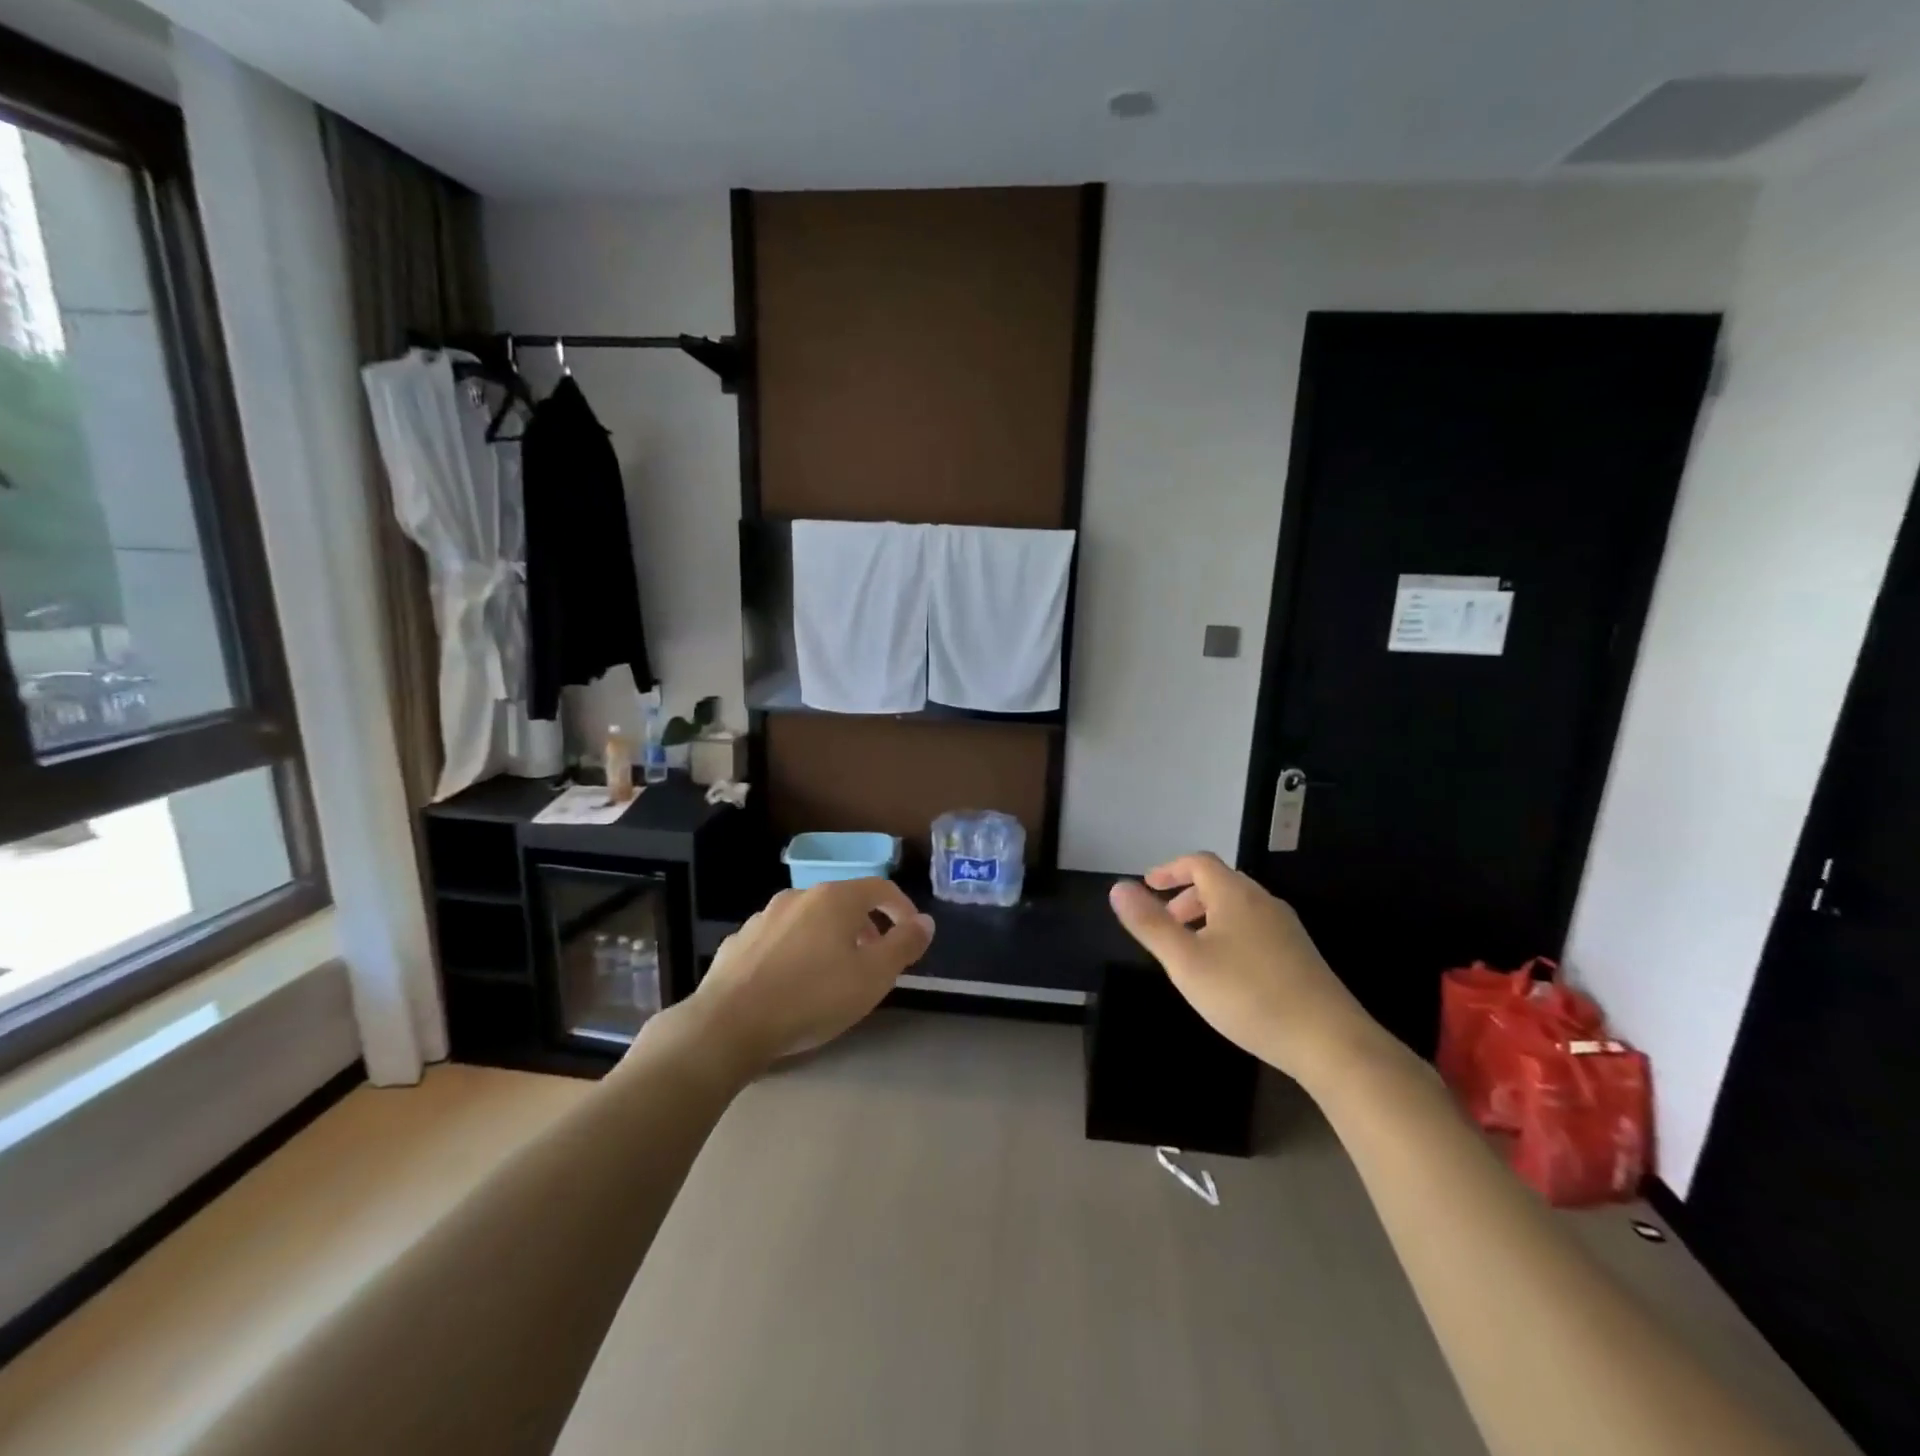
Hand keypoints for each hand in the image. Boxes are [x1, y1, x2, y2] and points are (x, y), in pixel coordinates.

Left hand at [681, 878, 934, 1073]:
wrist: (728, 1024)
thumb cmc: (812, 997)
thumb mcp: (873, 976)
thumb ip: (904, 945)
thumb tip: (925, 921)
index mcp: (835, 898)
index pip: (880, 888)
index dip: (902, 909)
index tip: (912, 936)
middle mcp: (799, 896)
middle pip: (844, 902)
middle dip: (866, 927)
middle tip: (875, 961)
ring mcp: (764, 917)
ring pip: (810, 920)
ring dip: (830, 939)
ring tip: (834, 975)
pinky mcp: (739, 941)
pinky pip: (780, 939)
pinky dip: (797, 951)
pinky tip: (793, 983)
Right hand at [1107, 852, 1385, 1087]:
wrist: (1329, 1041)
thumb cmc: (1248, 995)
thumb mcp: (1185, 961)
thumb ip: (1150, 924)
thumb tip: (1118, 887)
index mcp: (1235, 894)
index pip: (1198, 863)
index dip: (1169, 869)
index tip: (1147, 886)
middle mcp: (1263, 902)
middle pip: (1219, 883)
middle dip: (1186, 897)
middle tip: (1165, 924)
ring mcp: (1287, 929)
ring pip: (1238, 908)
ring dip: (1207, 918)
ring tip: (1190, 951)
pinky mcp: (1300, 956)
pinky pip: (1254, 929)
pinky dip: (1228, 935)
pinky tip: (1225, 974)